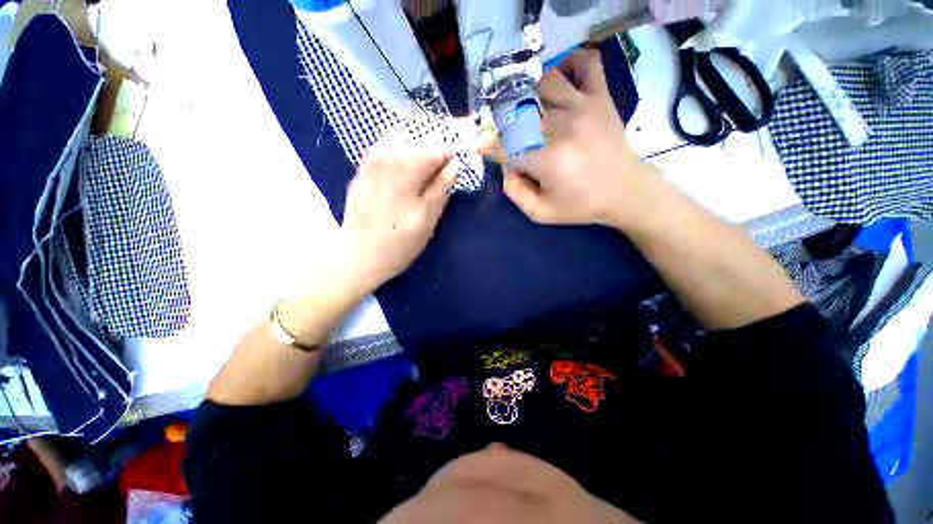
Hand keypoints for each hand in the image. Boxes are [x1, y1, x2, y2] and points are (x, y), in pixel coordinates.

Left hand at [340, 138, 457, 291]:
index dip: (449, 153)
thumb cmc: (399, 243)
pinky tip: (400, 170)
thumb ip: (441, 190)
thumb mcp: (428, 221)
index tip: (454, 164)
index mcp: (407, 174)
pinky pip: (381, 150)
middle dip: (432, 150)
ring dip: (414, 150)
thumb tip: (454, 166)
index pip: (434, 149)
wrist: (358, 255)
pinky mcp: (360, 172)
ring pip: (398, 141)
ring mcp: (370, 165)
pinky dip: (396, 153)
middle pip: (416, 141)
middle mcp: (387, 161)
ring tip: (421, 170)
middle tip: (439, 170)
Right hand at [503, 49, 661, 228]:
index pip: (504, 145)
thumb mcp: (541, 213)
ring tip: (531, 111)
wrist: (626, 191)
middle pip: (518, 110)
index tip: (488, 150)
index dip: (491, 148)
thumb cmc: (581, 205)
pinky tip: (560, 82)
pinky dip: (569, 63)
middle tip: (510, 135)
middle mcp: (561, 126)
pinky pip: (585, 62)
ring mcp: (582, 105)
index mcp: (545, 159)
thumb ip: (515, 193)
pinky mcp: (600, 96)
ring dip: (531, 94)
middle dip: (506, 123)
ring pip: (544, 82)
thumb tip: (506, 166)